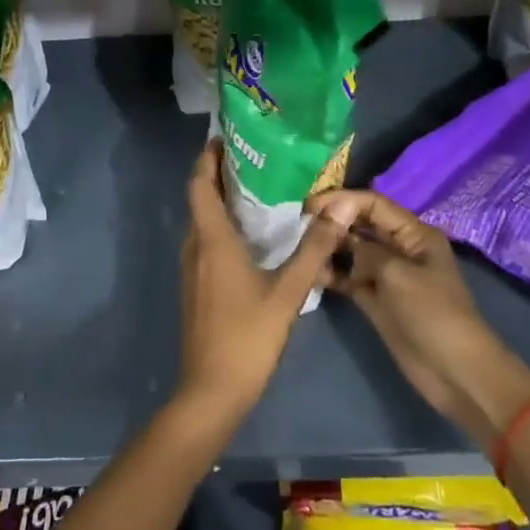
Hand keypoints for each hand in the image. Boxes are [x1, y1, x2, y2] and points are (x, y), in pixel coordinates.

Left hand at [175, 141, 353, 430]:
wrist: (212, 391)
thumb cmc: (248, 337)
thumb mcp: (288, 293)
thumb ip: (313, 251)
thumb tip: (337, 211)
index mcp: (212, 240)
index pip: (199, 185)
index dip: (206, 158)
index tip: (223, 138)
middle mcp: (195, 247)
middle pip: (199, 199)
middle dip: (217, 175)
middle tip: (251, 158)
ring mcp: (192, 269)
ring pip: (202, 222)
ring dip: (219, 201)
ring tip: (255, 189)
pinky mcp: (195, 287)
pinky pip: (205, 242)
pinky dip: (221, 226)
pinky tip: (249, 235)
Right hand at [309, 189, 529, 446]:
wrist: (454, 372)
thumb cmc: (432, 314)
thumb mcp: (398, 274)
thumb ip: (366, 250)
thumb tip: (342, 237)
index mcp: (414, 234)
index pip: (374, 204)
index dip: (343, 200)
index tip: (311, 206)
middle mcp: (400, 248)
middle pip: (361, 225)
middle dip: (334, 222)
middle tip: (299, 225)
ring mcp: (387, 275)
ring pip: (352, 252)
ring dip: (330, 248)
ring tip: (300, 247)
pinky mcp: (376, 300)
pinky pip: (349, 278)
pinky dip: (332, 274)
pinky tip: (310, 272)